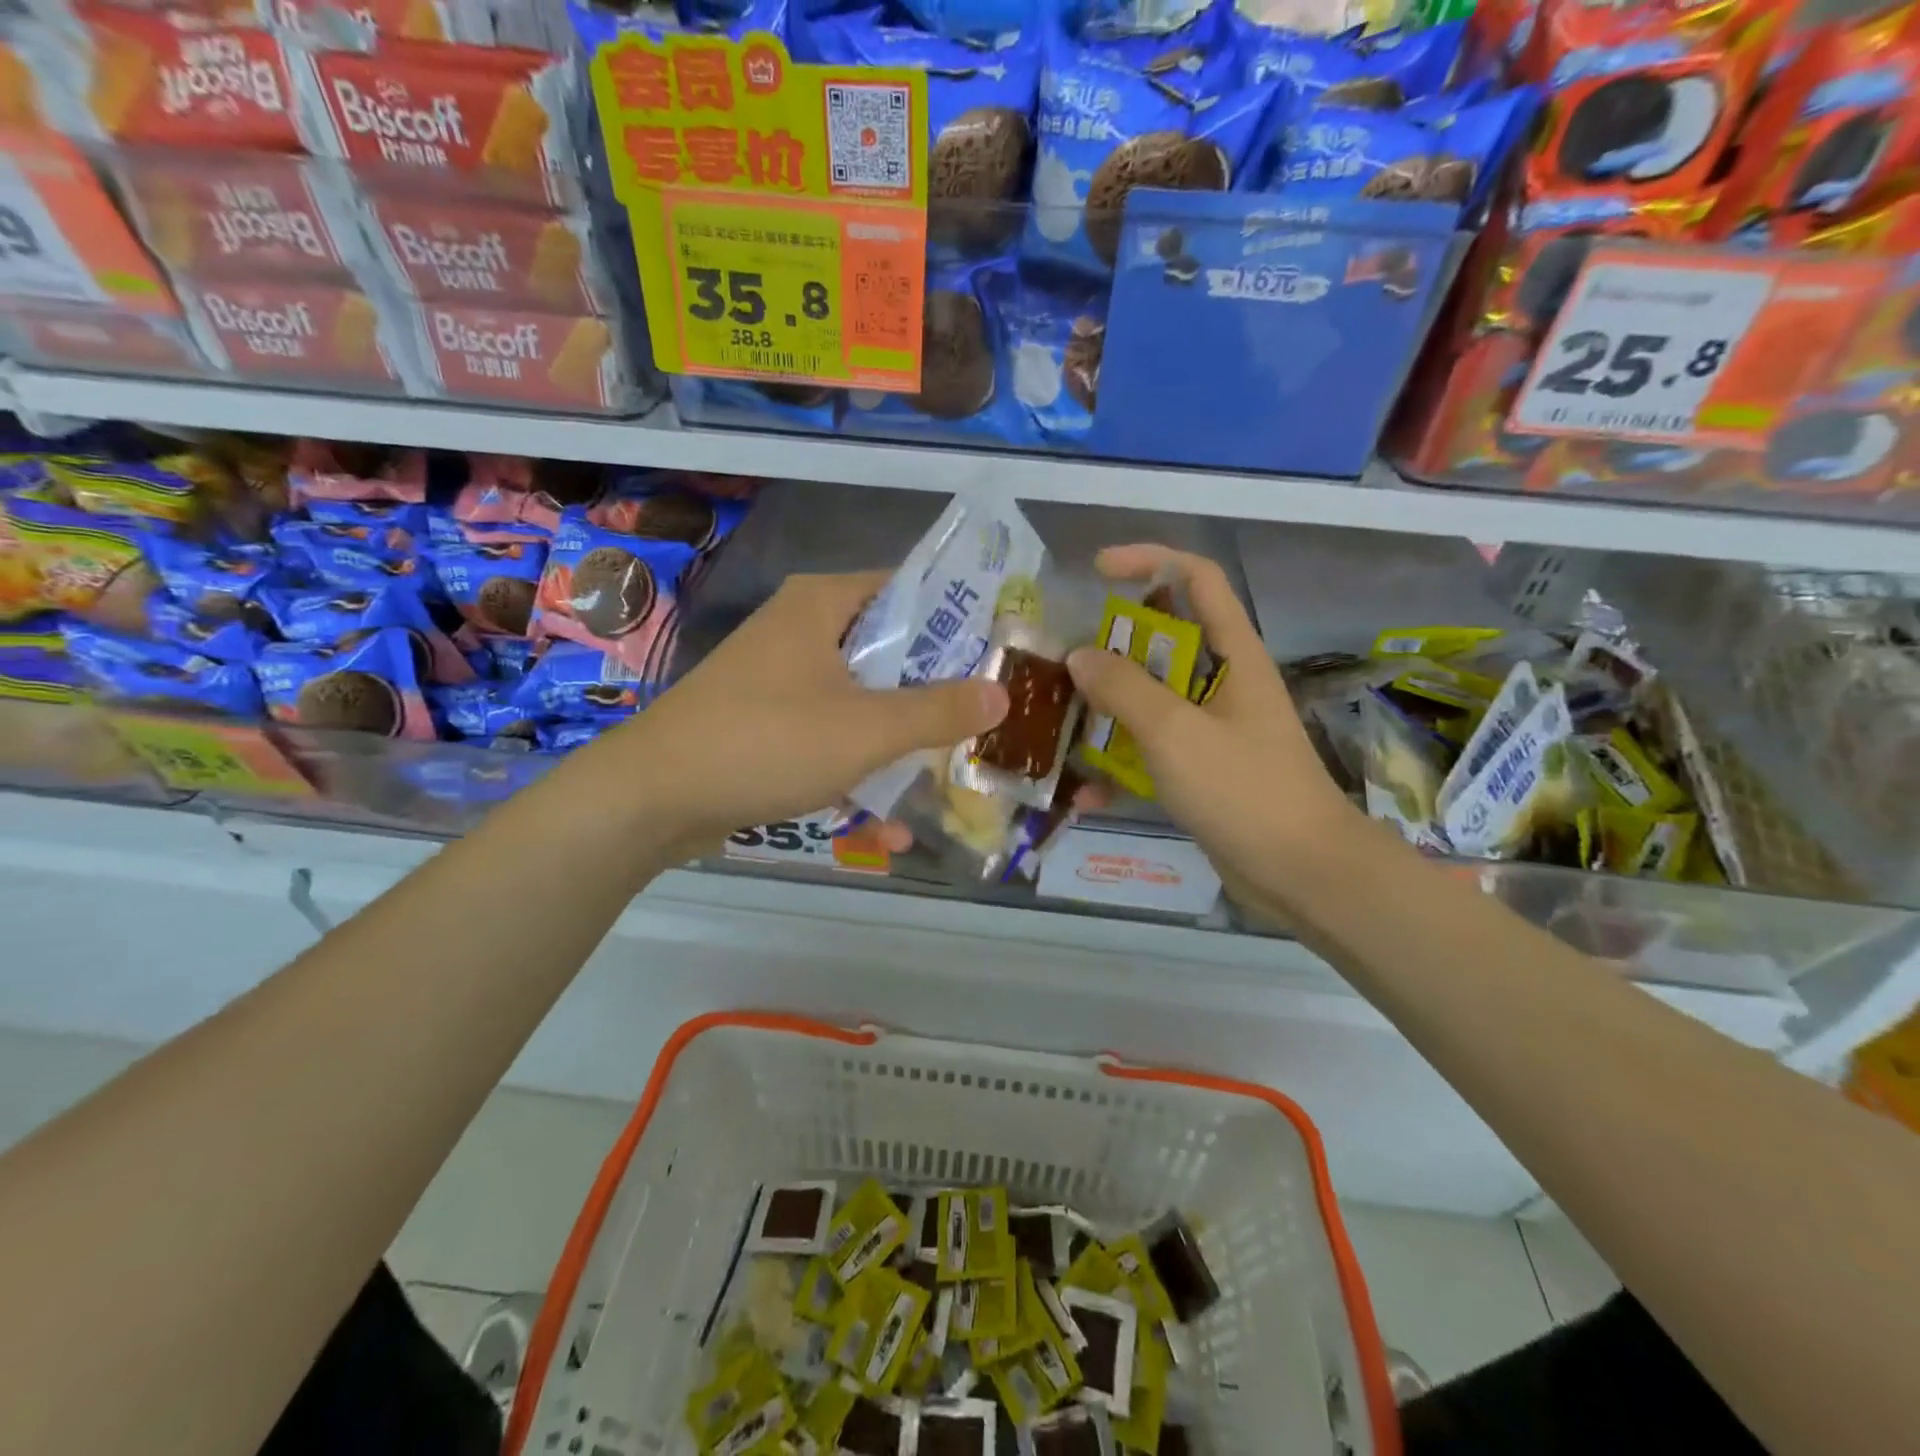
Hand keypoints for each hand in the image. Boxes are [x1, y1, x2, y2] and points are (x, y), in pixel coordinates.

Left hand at [603, 570, 1008, 851]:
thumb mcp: (866, 728)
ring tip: (947, 776)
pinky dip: (857, 768)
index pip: (909, 590)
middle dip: (936, 694)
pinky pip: (829, 735)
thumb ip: (938, 711)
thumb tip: (1001, 695)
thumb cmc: (766, 741)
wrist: (652, 798)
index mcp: (822, 604)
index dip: (958, 620)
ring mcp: (781, 678)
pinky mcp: (767, 722)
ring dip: (899, 741)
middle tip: (984, 722)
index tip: (999, 657)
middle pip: (889, 650)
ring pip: (862, 699)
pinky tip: (887, 824)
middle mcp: (802, 629)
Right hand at [1065, 545, 1358, 905]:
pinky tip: (1086, 791)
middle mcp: (1223, 682)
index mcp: (1233, 655)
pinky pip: (1151, 750)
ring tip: (1061, 721)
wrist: (1301, 874)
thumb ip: (1124, 688)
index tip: (1097, 571)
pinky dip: (1119, 763)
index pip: (1196, 578)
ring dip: (1107, 707)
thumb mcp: (1175, 732)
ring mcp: (1212, 728)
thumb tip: (1080, 655)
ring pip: (1151, 698)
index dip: (1149, 560)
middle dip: (1112, 645)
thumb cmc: (1244, 790)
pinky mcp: (1201, 769)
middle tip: (1066, 663)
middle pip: (1164, 639)